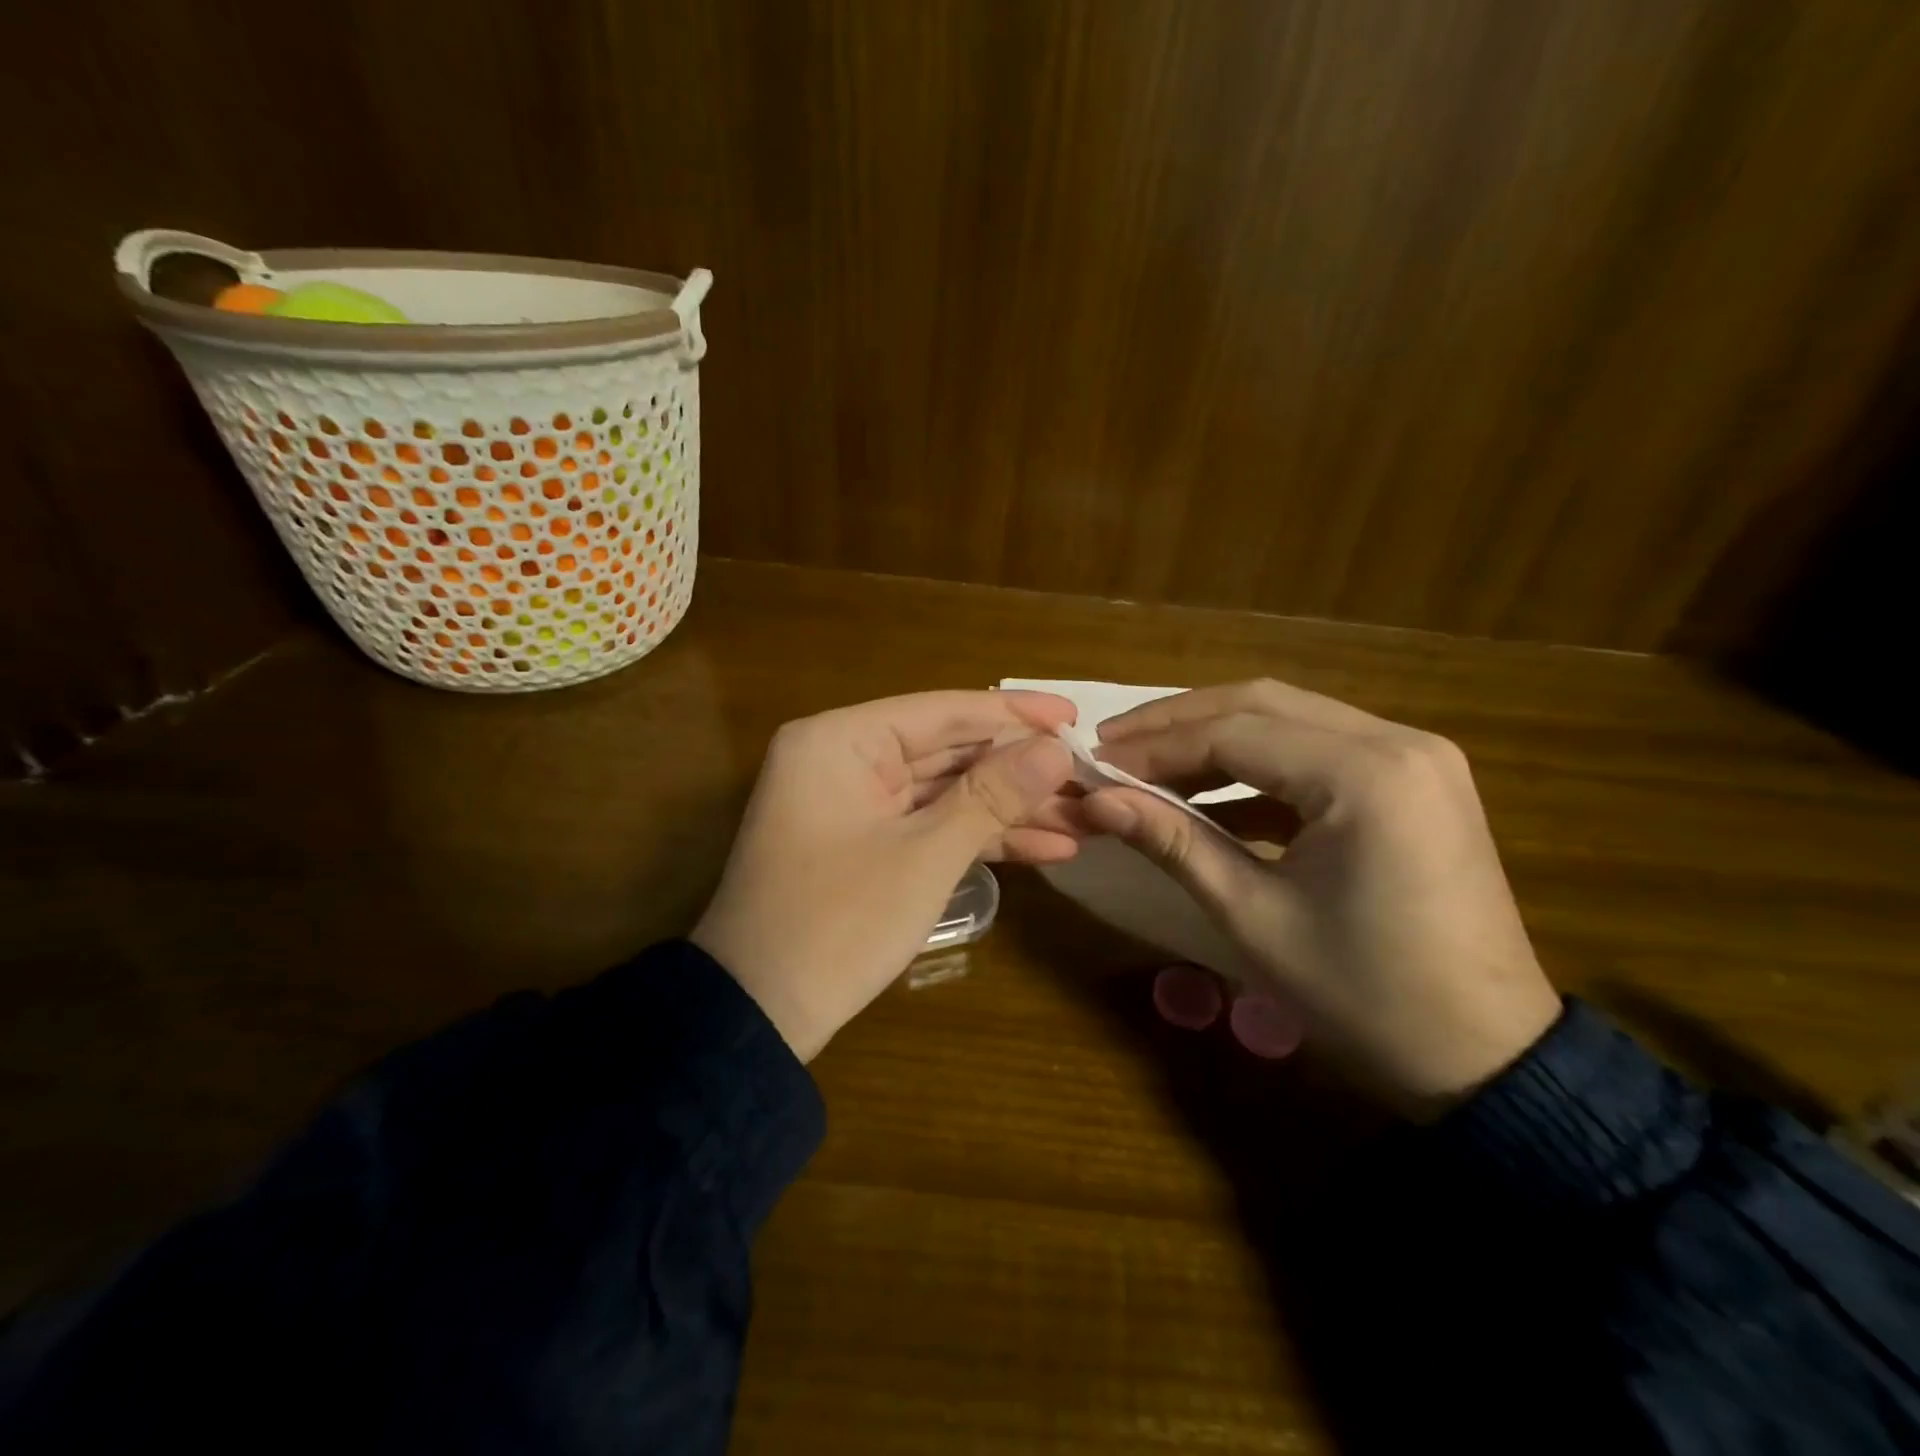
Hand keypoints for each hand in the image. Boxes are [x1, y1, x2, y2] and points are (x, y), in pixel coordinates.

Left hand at [693, 690, 1077, 1060]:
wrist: (759, 1017)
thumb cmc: (838, 924)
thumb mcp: (925, 856)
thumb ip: (993, 795)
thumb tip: (1056, 750)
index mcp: (841, 739)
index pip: (944, 710)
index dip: (1015, 714)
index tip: (1077, 716)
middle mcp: (844, 758)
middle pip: (949, 751)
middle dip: (1021, 771)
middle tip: (1091, 778)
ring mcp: (854, 803)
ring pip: (946, 792)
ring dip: (1010, 809)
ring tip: (1086, 820)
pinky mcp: (865, 843)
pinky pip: (930, 825)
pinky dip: (980, 837)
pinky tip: (1047, 847)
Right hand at [1084, 680, 1561, 1115]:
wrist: (1488, 1057)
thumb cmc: (1364, 995)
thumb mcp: (1253, 915)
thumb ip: (1172, 841)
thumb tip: (1094, 800)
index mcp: (1365, 774)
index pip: (1231, 732)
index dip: (1152, 746)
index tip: (1093, 763)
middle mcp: (1398, 740)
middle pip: (1260, 703)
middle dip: (1176, 723)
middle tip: (1111, 746)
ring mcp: (1414, 755)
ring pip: (1288, 716)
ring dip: (1213, 736)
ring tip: (1147, 765)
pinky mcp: (1414, 778)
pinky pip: (1318, 748)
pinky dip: (1257, 763)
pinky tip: (1208, 790)